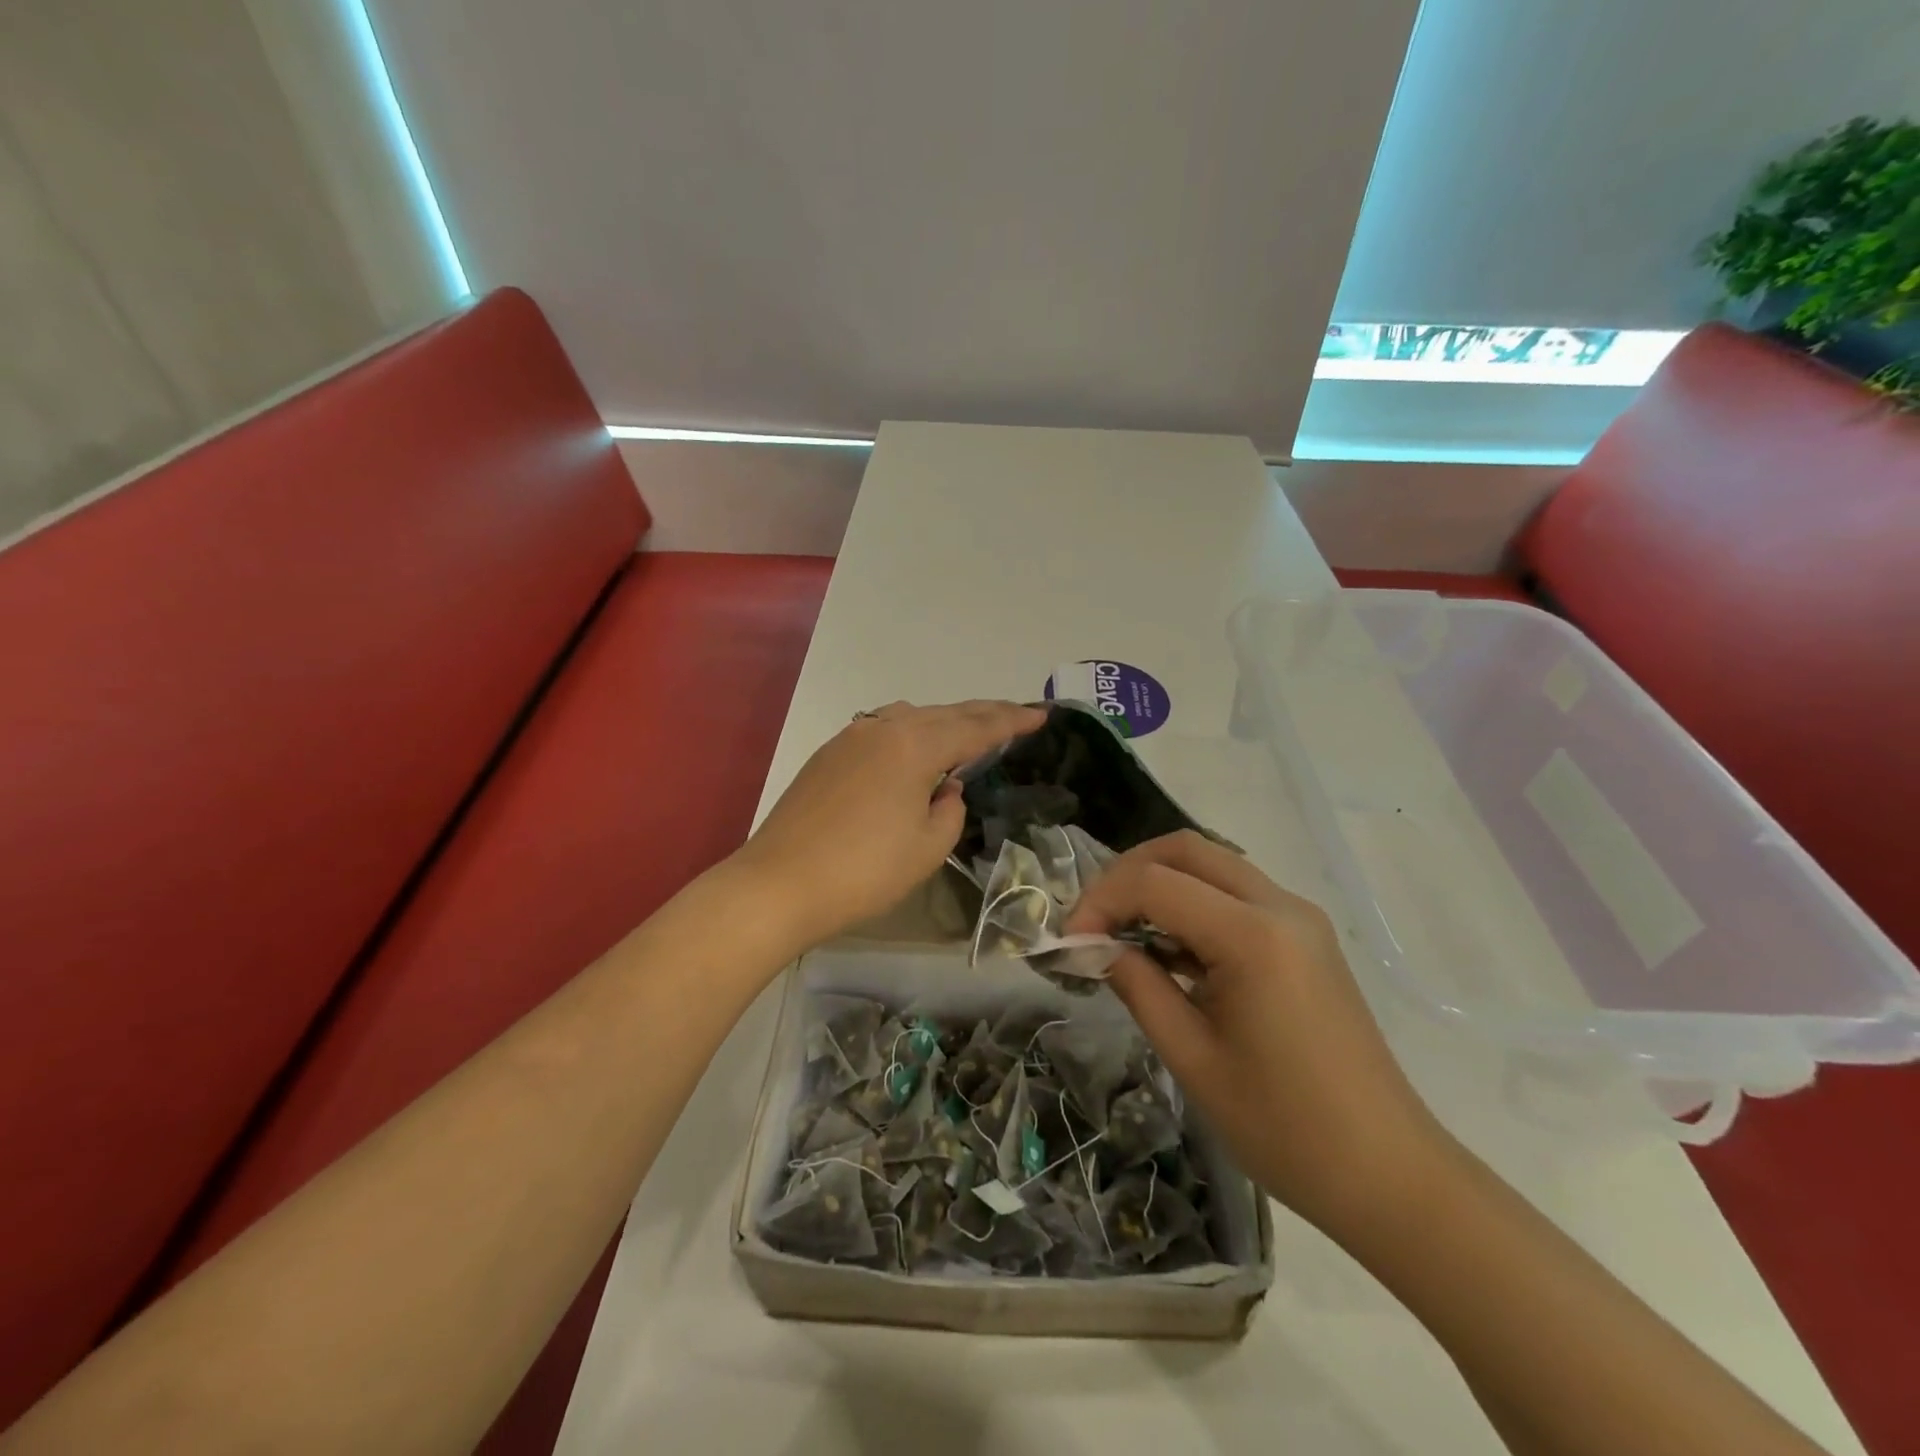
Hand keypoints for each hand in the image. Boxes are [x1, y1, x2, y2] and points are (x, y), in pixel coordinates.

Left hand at [737, 700, 1046, 950]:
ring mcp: (851, 737)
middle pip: (945, 713)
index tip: (1040, 716)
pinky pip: (883, 730)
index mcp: (915, 746)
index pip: (976, 727)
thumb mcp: (928, 847)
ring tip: (968, 731)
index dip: (1012, 722)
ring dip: (944, 721)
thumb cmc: (864, 871)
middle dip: (983, 714)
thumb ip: (950, 810)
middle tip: (1016, 715)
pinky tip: (914, 751)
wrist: (779, 884)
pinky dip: (911, 733)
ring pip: (911, 717)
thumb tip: (946, 787)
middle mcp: (884, 729)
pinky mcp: (828, 755)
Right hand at [1067, 831, 1452, 1238]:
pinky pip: (1235, 894)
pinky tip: (1169, 950)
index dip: (1100, 902)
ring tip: (1122, 933)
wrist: (1389, 1175)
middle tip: (1093, 921)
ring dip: (1160, 884)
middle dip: (1126, 873)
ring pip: (1212, 864)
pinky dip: (1191, 904)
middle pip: (1186, 849)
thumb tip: (1094, 946)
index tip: (1069, 942)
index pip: (1154, 883)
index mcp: (1253, 936)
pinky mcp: (1305, 937)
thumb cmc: (1285, 1128)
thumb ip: (1138, 986)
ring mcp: (1299, 918)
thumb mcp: (1192, 1058)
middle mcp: (1280, 907)